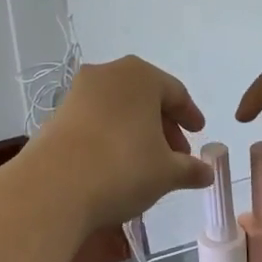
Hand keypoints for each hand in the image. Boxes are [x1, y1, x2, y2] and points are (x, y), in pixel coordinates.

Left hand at [32, 55, 214, 228]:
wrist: (53, 187)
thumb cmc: (122, 167)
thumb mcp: (166, 172)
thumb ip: (190, 169)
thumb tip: (207, 172)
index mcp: (141, 76)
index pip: (175, 92)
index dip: (190, 115)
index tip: (198, 134)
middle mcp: (109, 74)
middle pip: (146, 98)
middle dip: (163, 126)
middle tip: (177, 156)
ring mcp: (79, 92)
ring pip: (119, 108)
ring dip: (137, 131)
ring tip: (147, 163)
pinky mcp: (58, 114)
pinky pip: (96, 120)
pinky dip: (111, 136)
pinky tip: (116, 165)